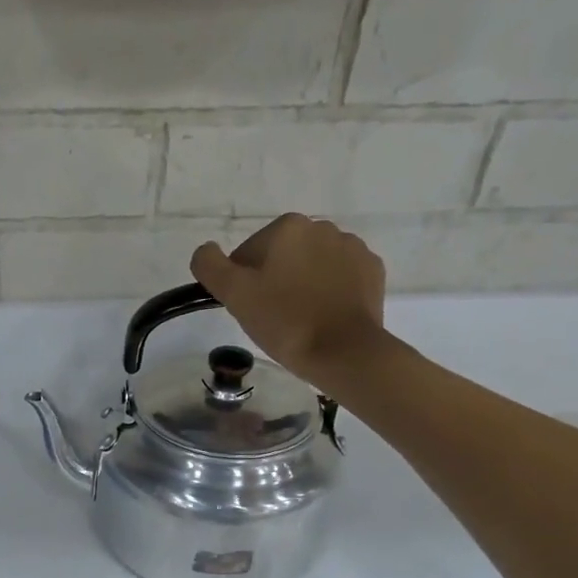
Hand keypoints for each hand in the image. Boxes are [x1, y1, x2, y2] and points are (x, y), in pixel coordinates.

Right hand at [190, 214, 387, 382]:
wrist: (343, 351)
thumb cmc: (284, 321)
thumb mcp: (234, 294)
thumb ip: (210, 265)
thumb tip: (205, 251)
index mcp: (287, 227)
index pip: (247, 253)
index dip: (242, 283)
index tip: (249, 308)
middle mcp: (322, 226)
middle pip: (282, 256)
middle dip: (274, 280)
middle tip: (272, 317)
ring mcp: (352, 247)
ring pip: (311, 265)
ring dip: (302, 284)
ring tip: (300, 319)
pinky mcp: (372, 270)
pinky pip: (340, 276)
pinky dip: (329, 291)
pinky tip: (324, 316)